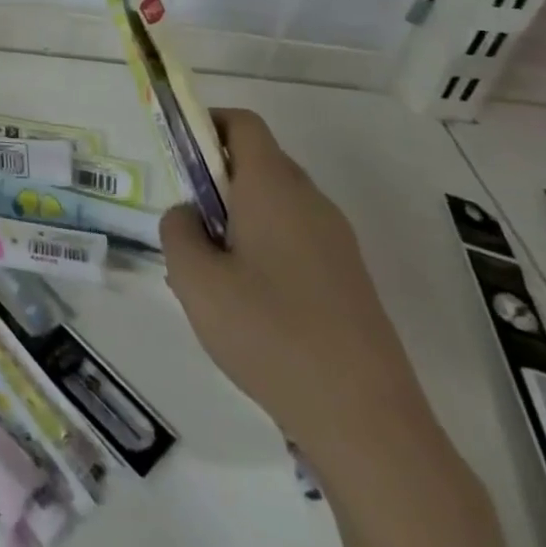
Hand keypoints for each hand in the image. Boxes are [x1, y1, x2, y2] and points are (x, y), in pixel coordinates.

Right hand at [160, 108, 427, 454]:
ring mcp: (337, 241)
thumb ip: (177, 230)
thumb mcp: (194, 279)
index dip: (206, 125)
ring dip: (239, 218)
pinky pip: (296, 238)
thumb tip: (190, 215)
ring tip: (216, 276)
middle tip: (191, 227)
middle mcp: (310, 201)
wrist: (369, 423)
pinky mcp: (350, 279)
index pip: (242, 123)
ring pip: (275, 204)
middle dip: (216, 180)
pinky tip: (252, 307)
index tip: (179, 158)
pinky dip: (265, 248)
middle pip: (258, 162)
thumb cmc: (269, 334)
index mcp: (273, 186)